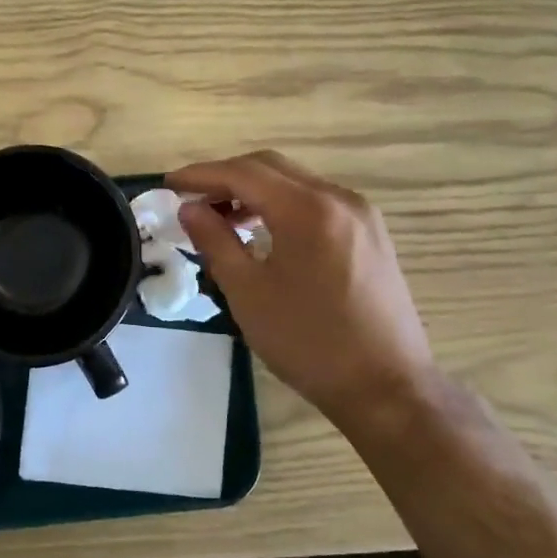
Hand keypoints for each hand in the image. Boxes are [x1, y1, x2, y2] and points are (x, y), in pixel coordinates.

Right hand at [168, 151, 436, 432]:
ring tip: (221, 220)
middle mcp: (338, 198)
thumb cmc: (309, 342)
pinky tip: (263, 233)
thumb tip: (190, 209)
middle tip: (192, 201)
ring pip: (295, 183)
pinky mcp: (371, 234)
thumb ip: (215, 241)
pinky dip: (282, 206)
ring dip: (254, 192)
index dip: (201, 175)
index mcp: (307, 209)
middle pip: (271, 168)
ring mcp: (361, 215)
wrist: (387, 388)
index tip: (169, 184)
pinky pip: (316, 203)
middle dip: (226, 178)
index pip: (243, 173)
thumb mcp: (248, 293)